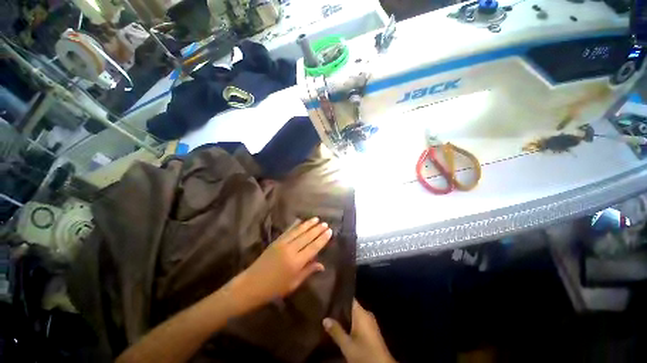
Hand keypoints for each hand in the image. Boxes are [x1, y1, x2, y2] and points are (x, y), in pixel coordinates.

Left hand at [230, 217, 331, 311]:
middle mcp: (290, 250)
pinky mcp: (276, 241)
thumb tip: (322, 265)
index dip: (322, 239)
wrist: (251, 284)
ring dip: (308, 224)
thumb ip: (308, 271)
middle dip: (317, 229)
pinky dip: (295, 225)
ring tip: (316, 219)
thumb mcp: (294, 283)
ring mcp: (282, 244)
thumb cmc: (274, 288)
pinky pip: (288, 231)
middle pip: (307, 237)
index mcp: (296, 262)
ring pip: (298, 231)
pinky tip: (301, 221)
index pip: (313, 247)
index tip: (329, 231)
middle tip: (325, 223)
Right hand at [323, 299, 395, 362]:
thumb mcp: (347, 345)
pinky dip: (352, 324)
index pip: (350, 299)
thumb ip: (336, 331)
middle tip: (328, 309)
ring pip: (356, 315)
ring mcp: (371, 323)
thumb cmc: (364, 353)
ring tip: (333, 317)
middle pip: (352, 307)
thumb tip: (325, 319)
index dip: (340, 298)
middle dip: (341, 309)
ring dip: (346, 318)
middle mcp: (367, 314)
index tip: (330, 297)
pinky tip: (344, 328)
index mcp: (362, 313)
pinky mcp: (373, 331)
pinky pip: (360, 322)